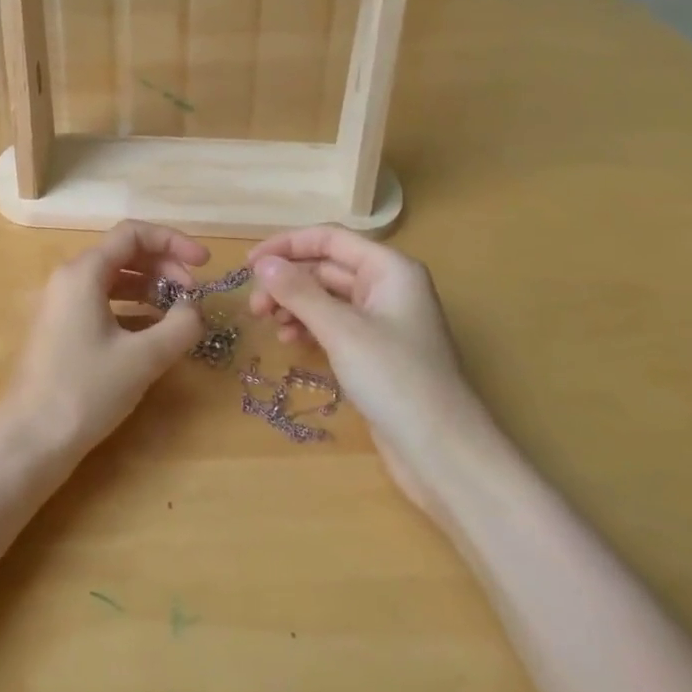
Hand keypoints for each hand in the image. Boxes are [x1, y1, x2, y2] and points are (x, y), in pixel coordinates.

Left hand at [0, 221, 208, 460]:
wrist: (30, 439)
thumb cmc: (86, 390)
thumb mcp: (144, 357)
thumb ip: (180, 325)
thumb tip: (195, 308)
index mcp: (83, 272)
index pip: (133, 234)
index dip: (174, 241)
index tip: (205, 263)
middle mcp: (69, 279)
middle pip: (124, 254)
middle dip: (165, 266)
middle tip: (194, 294)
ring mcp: (61, 304)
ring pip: (113, 279)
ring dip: (150, 288)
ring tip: (179, 312)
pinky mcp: (61, 329)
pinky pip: (102, 303)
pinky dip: (132, 309)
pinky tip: (154, 332)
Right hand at [247, 227, 495, 514]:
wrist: (442, 452)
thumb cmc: (395, 379)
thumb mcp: (342, 330)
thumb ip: (299, 292)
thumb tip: (263, 264)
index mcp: (389, 269)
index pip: (330, 239)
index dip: (287, 245)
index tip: (249, 264)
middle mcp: (387, 287)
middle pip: (326, 268)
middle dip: (287, 281)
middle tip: (254, 306)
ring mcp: (382, 322)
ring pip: (327, 298)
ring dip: (294, 304)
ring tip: (267, 324)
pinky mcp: (375, 352)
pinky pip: (334, 325)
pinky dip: (309, 327)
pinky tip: (290, 341)